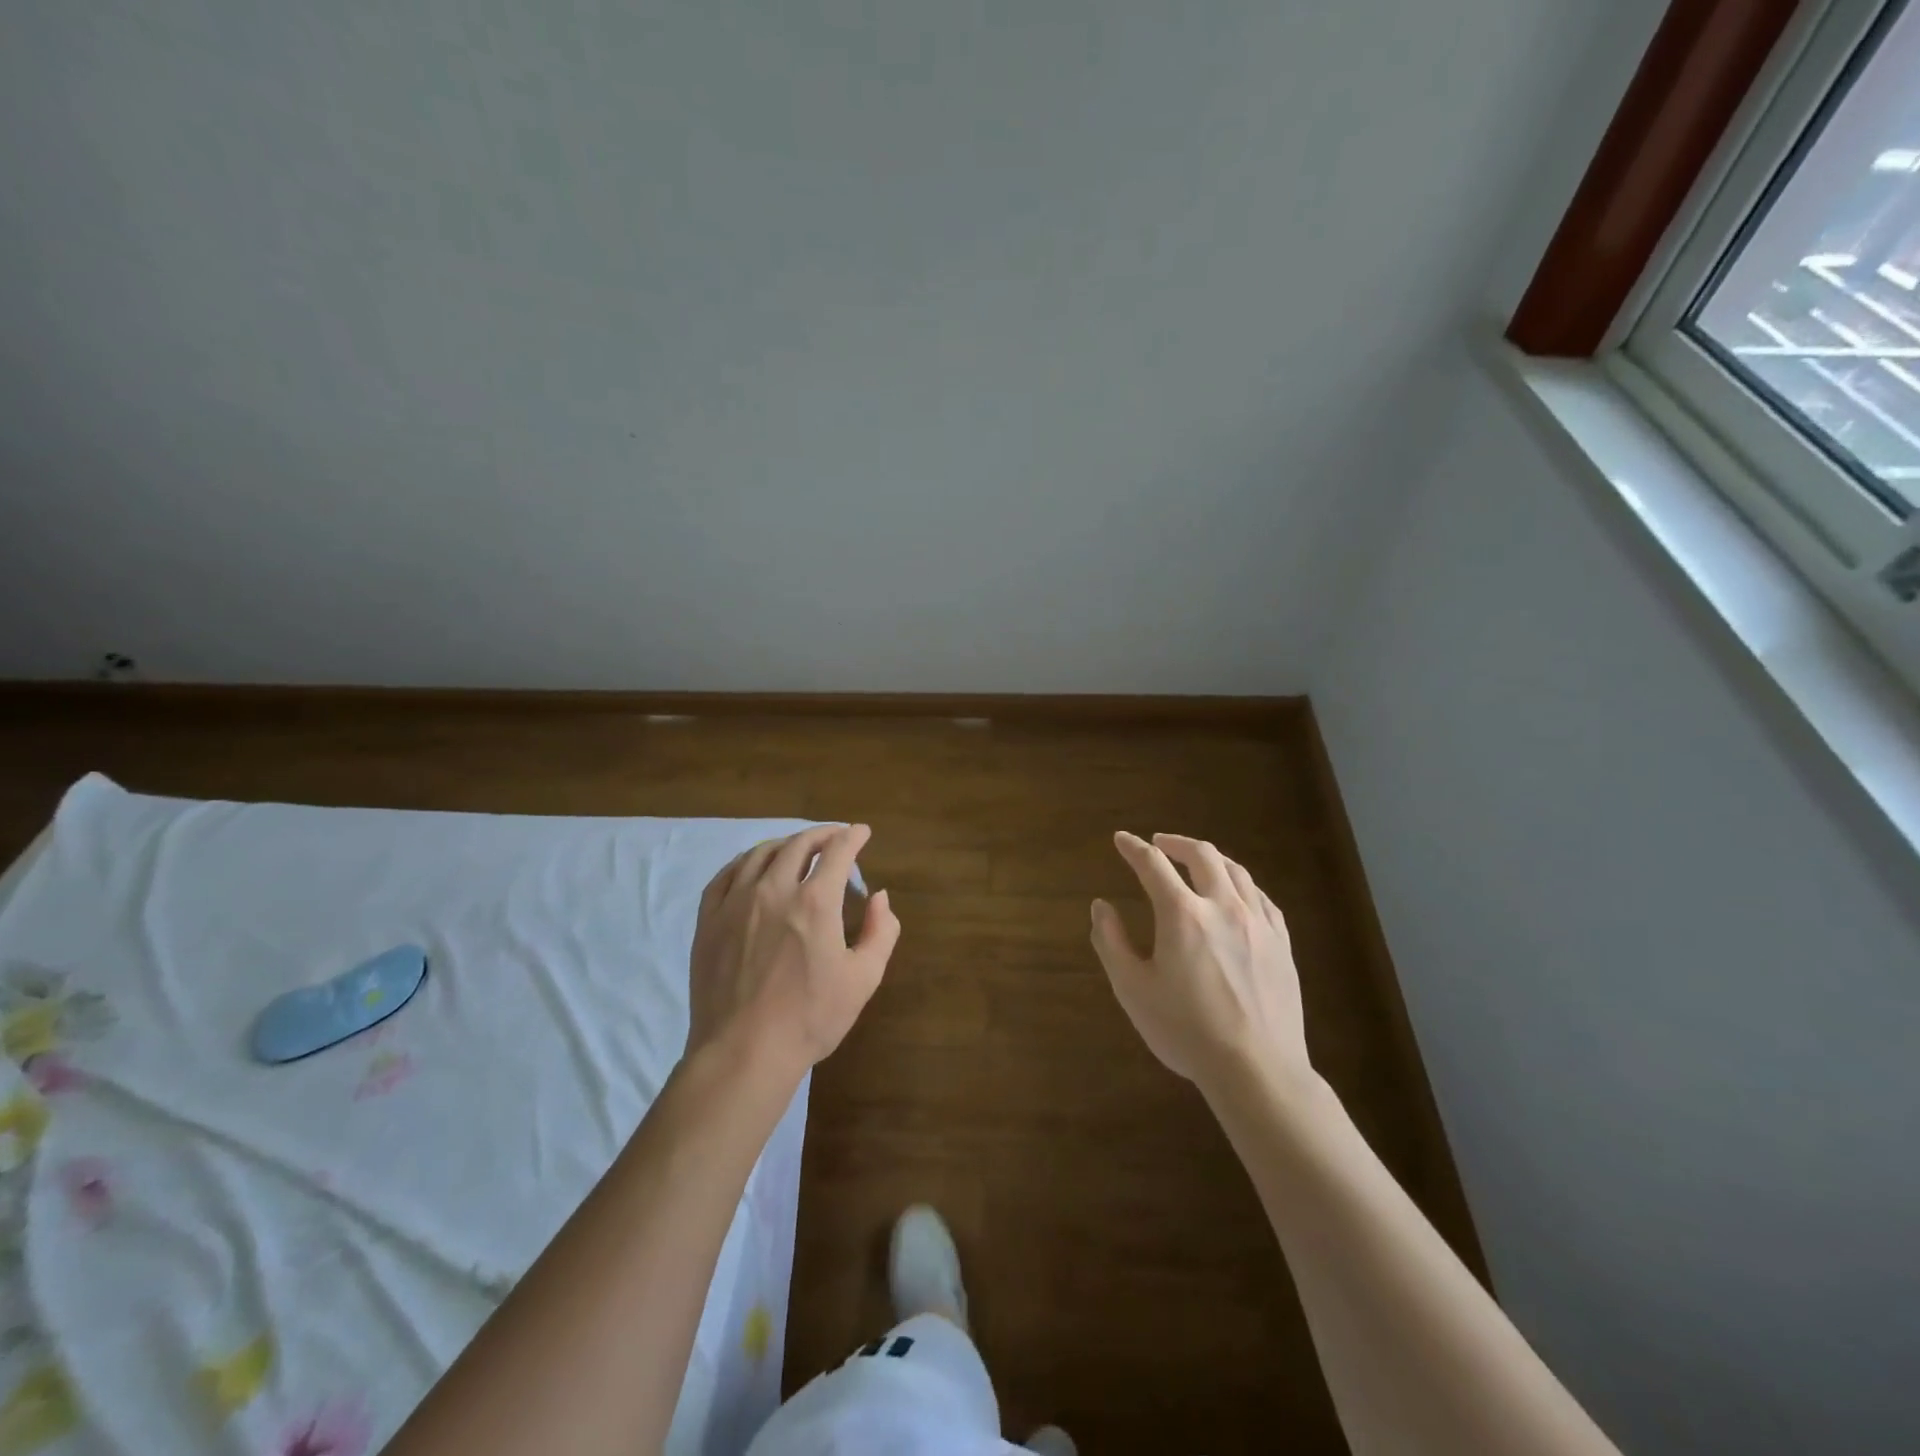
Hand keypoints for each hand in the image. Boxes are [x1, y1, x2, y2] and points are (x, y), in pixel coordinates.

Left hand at [687, 824, 900, 1078]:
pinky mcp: (708, 921)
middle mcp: (774, 890)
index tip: (862, 832)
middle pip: (798, 845)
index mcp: (815, 902)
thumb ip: (880, 932)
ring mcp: (735, 903)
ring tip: (797, 848)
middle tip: (835, 836)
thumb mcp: (863, 979)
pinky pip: (725, 875)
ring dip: (785, 844)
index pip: (838, 852)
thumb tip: (878, 897)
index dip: (853, 837)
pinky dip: (745, 861)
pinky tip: (752, 867)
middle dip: (822, 834)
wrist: (743, 1052)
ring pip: (760, 854)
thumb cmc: (810, 1018)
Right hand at [1090, 832, 1311, 1098]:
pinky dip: (1241, 885)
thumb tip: (1101, 906)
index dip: (1133, 848)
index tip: (1121, 839)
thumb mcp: (1133, 989)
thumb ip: (1111, 942)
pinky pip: (1262, 898)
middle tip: (1160, 843)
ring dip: (1211, 858)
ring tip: (1197, 861)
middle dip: (1176, 843)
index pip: (1153, 865)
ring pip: (1236, 872)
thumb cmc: (1186, 1031)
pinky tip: (1237, 895)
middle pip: (1202, 855)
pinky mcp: (1281, 944)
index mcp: (1183, 915)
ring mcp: (1258, 924)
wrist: (1257, 1070)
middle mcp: (1223, 907)